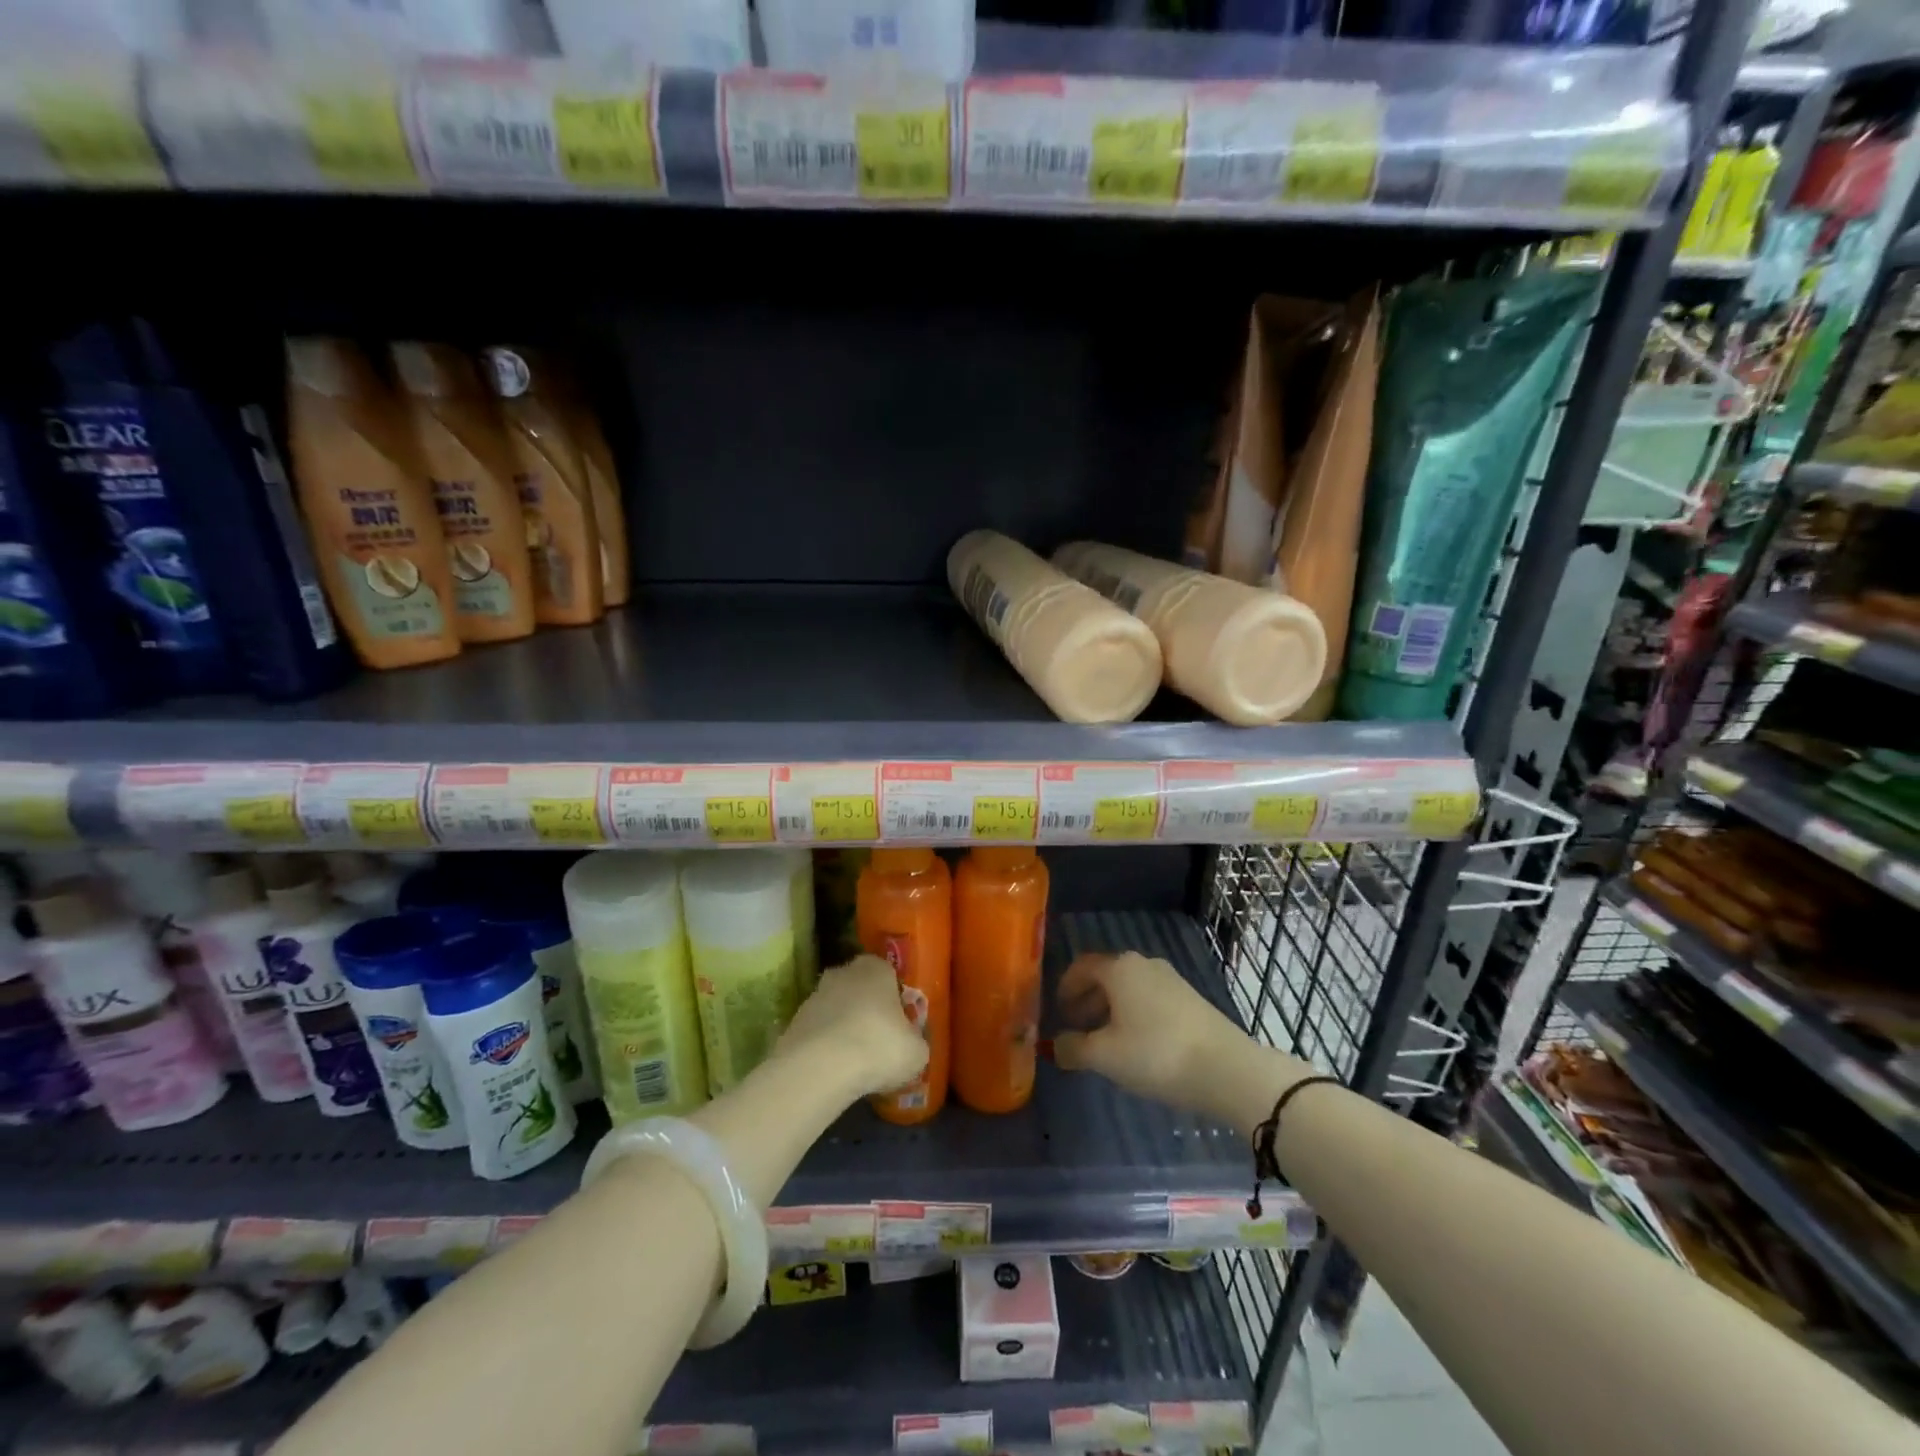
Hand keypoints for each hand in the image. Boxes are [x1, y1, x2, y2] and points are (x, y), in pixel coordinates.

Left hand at [777, 955, 928, 1098]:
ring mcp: (814, 995)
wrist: (820, 1068)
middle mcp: (843, 972)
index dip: (895, 1000)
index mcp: (876, 968)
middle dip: (867, 1011)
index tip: (900, 1025)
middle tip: (879, 1042)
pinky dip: (825, 1047)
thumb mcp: (917, 1051)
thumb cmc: (878, 1047)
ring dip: (844, 1029)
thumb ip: (915, 1041)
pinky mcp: (794, 1021)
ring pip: (836, 1010)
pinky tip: (834, 1070)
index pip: (889, 975)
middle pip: (860, 989)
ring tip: (855, 1063)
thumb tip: (910, 1044)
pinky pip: (818, 1032)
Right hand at [1052, 951, 1250, 1112]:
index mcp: (1118, 968)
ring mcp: (1170, 979)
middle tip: (1077, 1027)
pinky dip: (1135, 1014)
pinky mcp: (1190, 998)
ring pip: (1129, 988)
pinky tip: (1137, 1044)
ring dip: (1111, 1008)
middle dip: (1088, 999)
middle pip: (1106, 975)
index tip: (1057, 1011)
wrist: (1227, 1068)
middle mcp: (1143, 964)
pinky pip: (1150, 998)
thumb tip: (1056, 1045)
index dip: (1065, 987)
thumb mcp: (1105, 1057)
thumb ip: (1074, 1048)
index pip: (1081, 966)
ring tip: (1106, 1041)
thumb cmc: (1156, 1054)